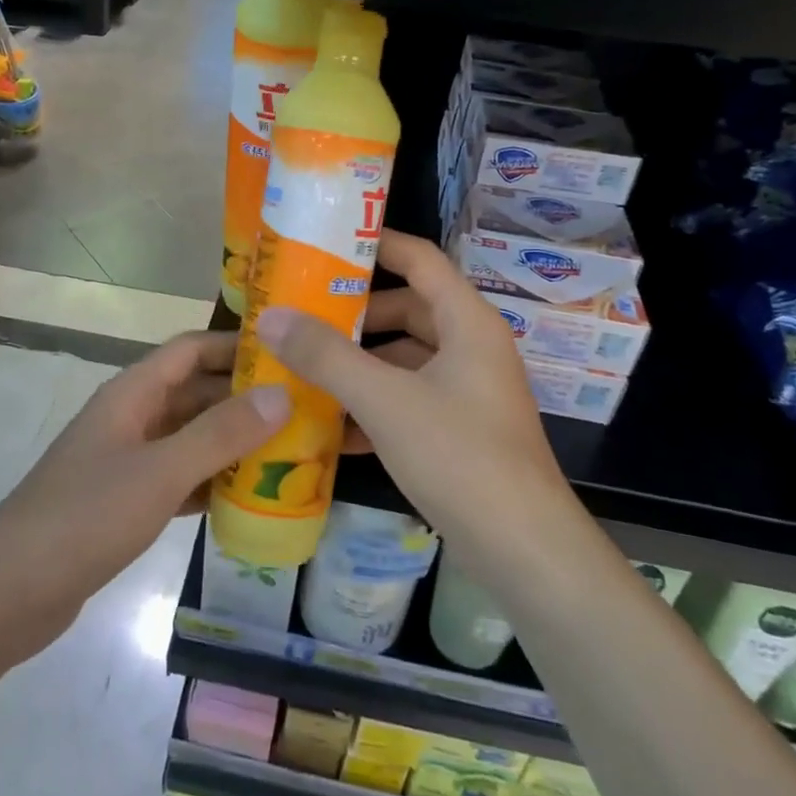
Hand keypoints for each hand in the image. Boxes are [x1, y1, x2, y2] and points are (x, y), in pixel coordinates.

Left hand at [0, 332, 289, 660]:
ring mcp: (127, 461)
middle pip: (194, 393)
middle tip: (304, 407)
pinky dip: (212, 482)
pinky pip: (180, 478)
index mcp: (132, 394)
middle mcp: (131, 418)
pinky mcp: (126, 502)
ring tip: (291, 450)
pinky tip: (251, 497)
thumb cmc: (84, 518)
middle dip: (244, 397)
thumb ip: (220, 434)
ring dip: (233, 441)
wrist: (7, 595)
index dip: (235, 345)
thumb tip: (282, 395)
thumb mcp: (160, 472)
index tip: (288, 351)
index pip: (190, 349)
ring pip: (190, 437)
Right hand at [254, 231, 568, 551]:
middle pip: (408, 308)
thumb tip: (271, 317)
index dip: (376, 244)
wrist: (524, 551)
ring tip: (303, 366)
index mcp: (466, 322)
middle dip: (355, 313)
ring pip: (404, 358)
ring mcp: (467, 390)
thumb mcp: (386, 401)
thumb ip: (326, 357)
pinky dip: (373, 404)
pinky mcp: (459, 429)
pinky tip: (329, 426)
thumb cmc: (461, 456)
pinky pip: (409, 399)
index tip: (325, 244)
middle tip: (300, 312)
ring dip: (359, 363)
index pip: (420, 259)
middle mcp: (471, 346)